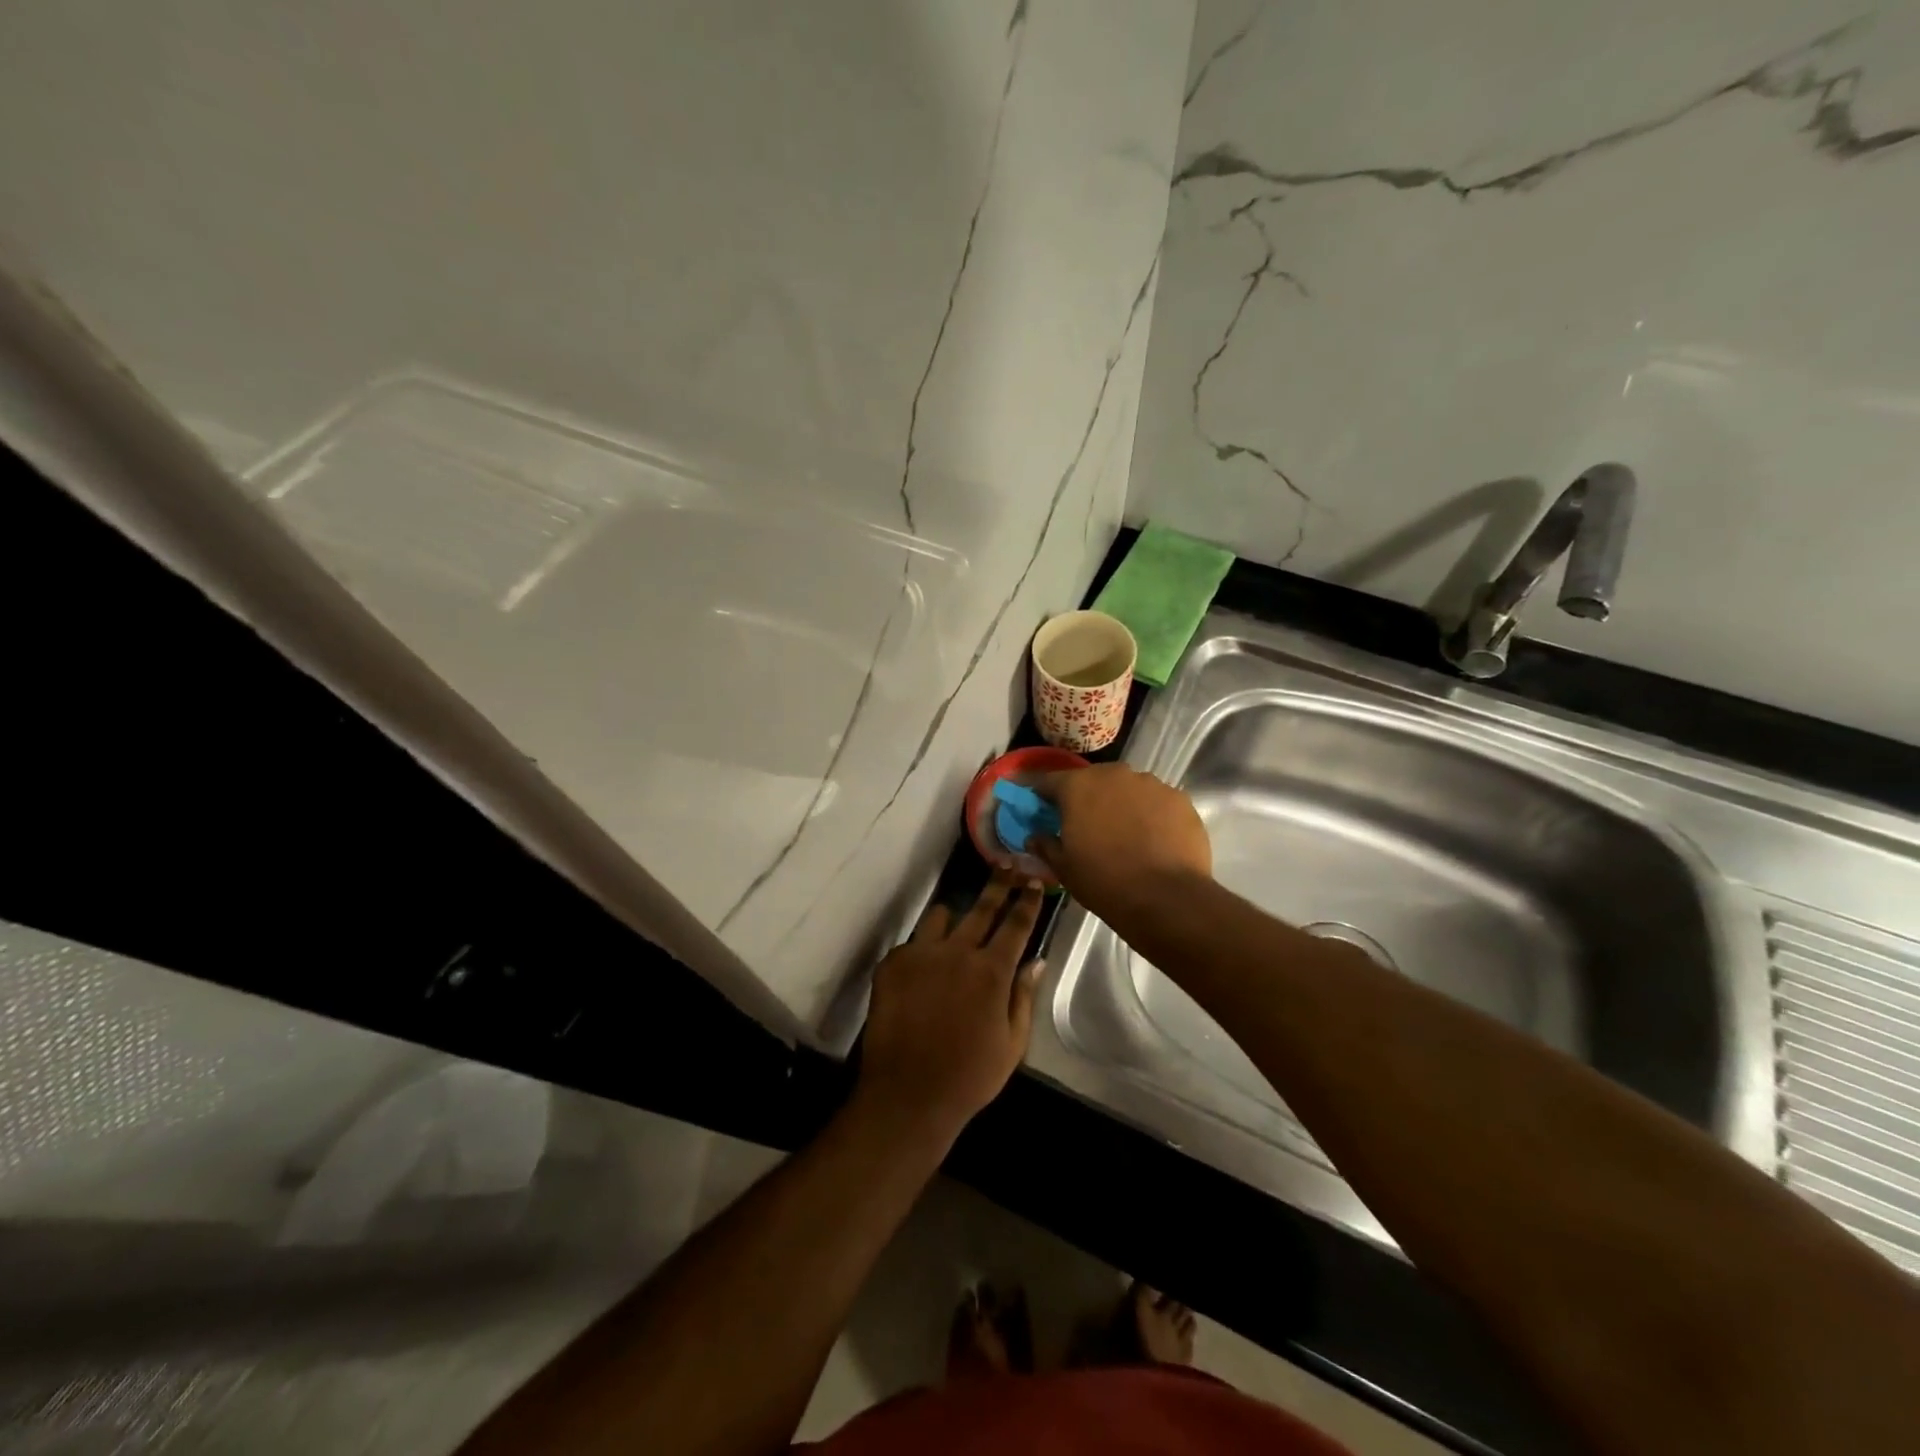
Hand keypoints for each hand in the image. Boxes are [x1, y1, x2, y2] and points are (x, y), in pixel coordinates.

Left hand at [856, 872, 1044, 1144]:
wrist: (907, 1094)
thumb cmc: (970, 1076)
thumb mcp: (1012, 1043)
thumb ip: (1023, 996)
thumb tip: (1035, 961)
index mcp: (992, 971)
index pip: (1016, 924)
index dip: (1028, 900)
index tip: (1035, 881)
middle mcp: (957, 952)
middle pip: (982, 907)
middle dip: (999, 883)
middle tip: (1008, 864)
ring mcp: (921, 954)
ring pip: (941, 917)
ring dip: (953, 918)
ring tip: (955, 928)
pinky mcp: (892, 964)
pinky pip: (912, 942)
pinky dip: (922, 949)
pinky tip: (923, 970)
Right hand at [1031, 765, 1211, 923]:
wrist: (1167, 898)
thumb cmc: (1104, 881)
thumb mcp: (1064, 868)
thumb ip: (1045, 845)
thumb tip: (1035, 837)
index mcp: (1078, 786)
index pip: (1049, 781)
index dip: (1041, 794)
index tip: (1038, 807)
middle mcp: (1114, 774)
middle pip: (1093, 780)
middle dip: (1086, 797)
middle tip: (1085, 825)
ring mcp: (1151, 784)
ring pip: (1128, 789)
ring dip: (1121, 804)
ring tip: (1124, 834)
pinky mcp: (1180, 799)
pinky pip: (1157, 802)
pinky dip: (1151, 815)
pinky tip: (1153, 840)